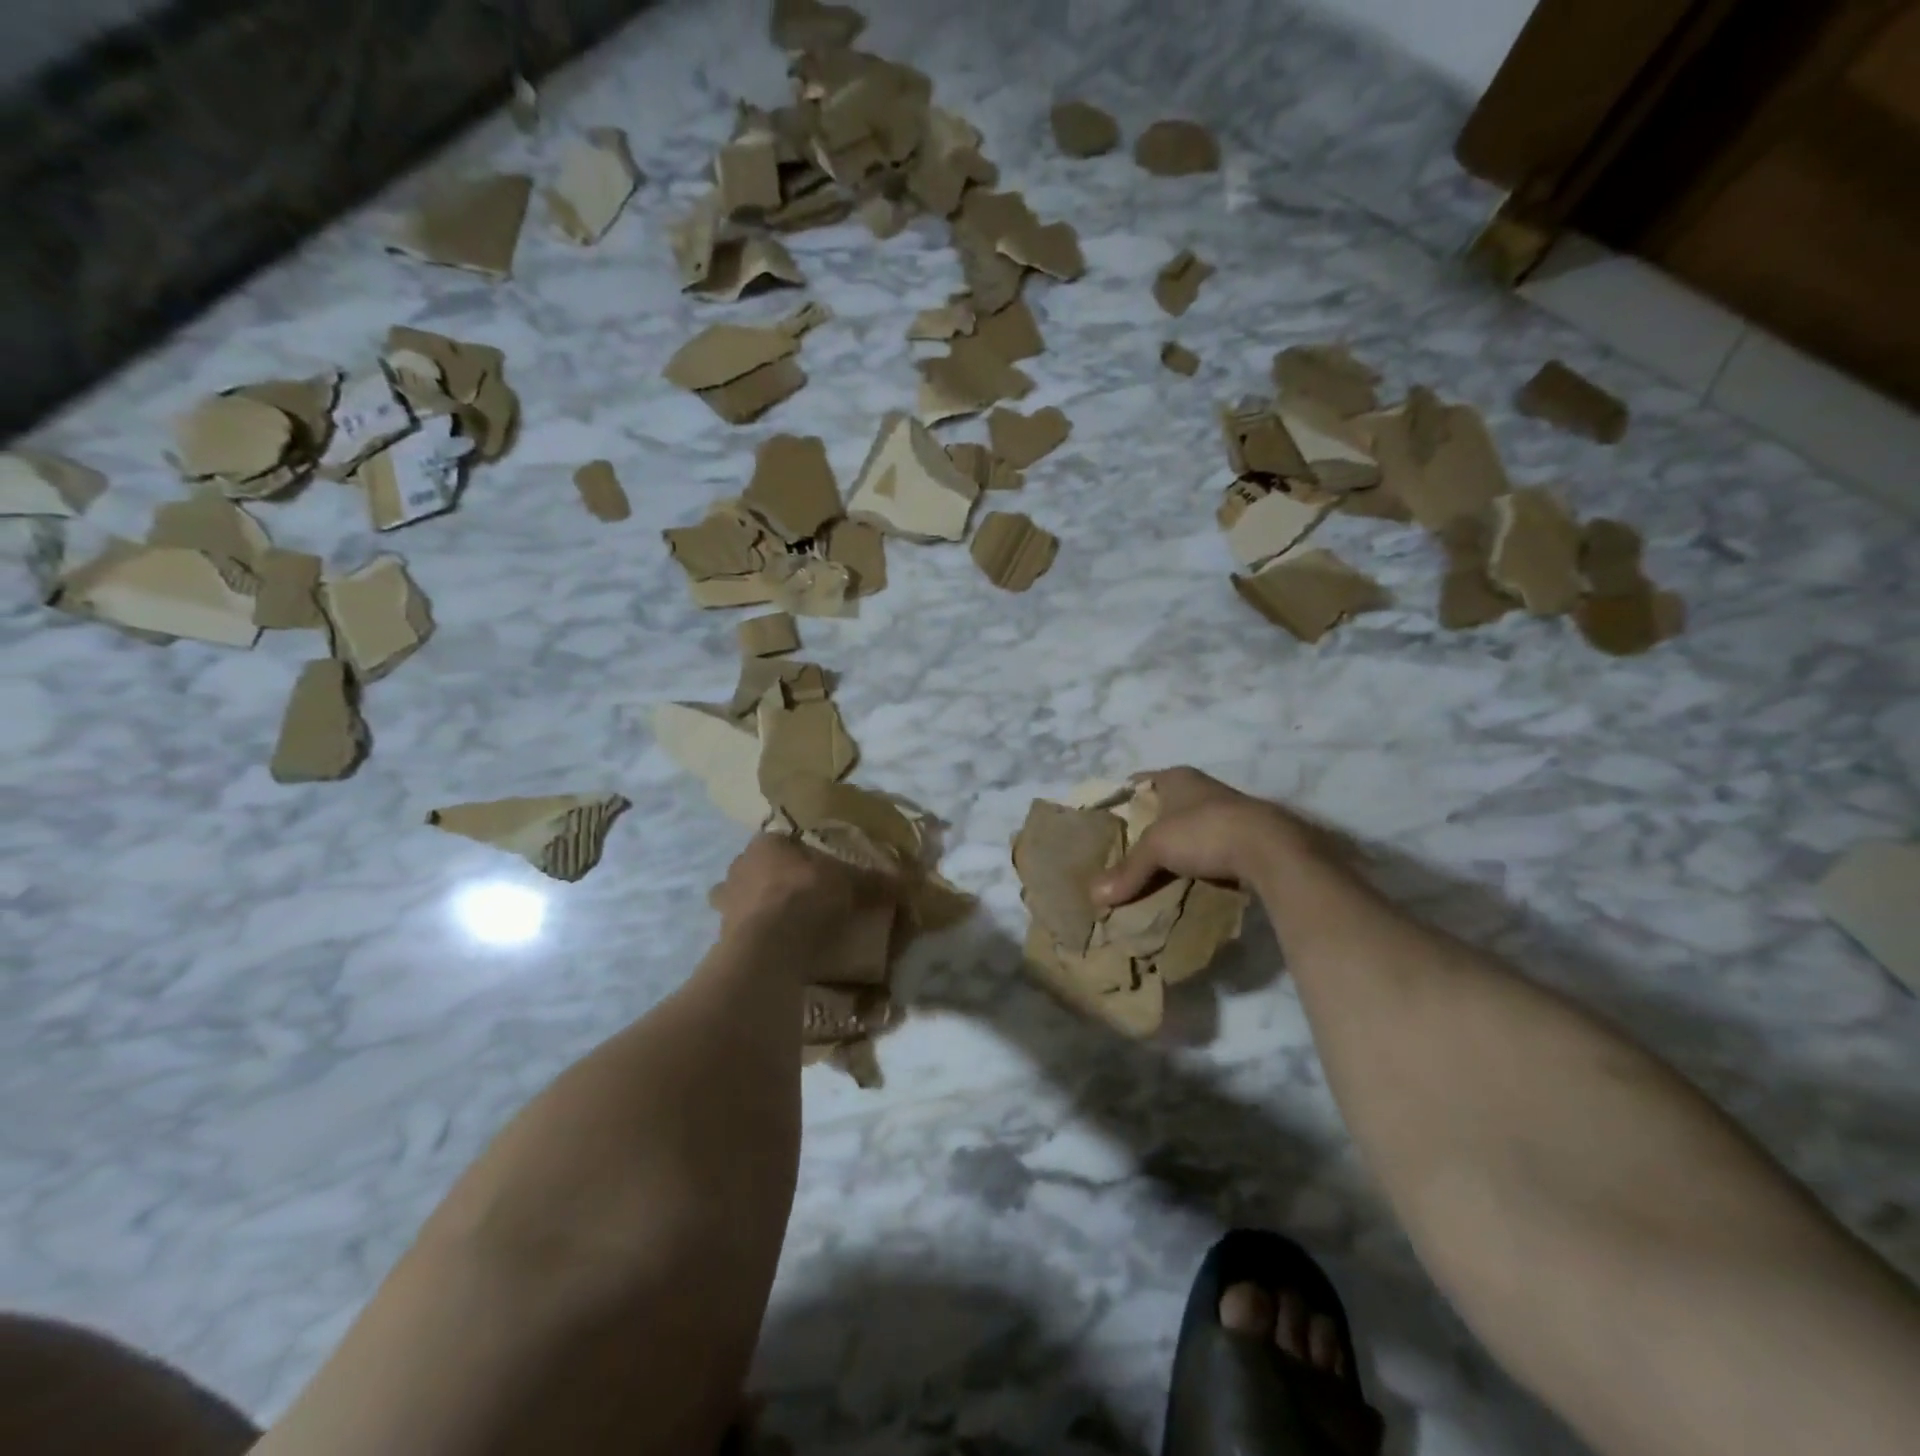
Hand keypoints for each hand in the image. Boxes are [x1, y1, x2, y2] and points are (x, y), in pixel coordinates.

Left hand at [710, 835, 880, 942]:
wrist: (767, 947)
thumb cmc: (805, 897)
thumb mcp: (849, 884)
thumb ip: (873, 882)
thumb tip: (906, 882)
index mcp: (765, 844)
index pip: (783, 842)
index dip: (802, 856)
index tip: (821, 873)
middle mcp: (739, 867)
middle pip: (761, 869)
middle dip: (777, 881)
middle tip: (805, 899)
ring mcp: (725, 903)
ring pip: (745, 900)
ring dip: (761, 909)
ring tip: (788, 926)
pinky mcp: (722, 935)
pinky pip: (743, 931)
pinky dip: (757, 937)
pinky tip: (777, 948)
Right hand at [1092, 767, 1321, 905]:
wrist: (1270, 850)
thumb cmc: (1204, 831)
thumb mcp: (1157, 849)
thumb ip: (1127, 870)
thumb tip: (1094, 896)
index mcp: (1177, 777)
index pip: (1139, 782)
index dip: (1121, 798)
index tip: (1104, 821)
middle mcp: (1202, 788)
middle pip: (1164, 806)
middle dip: (1146, 827)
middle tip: (1122, 850)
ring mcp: (1227, 813)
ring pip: (1188, 829)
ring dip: (1175, 846)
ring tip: (1150, 869)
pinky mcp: (1245, 838)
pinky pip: (1210, 849)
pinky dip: (1197, 862)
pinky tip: (1184, 880)